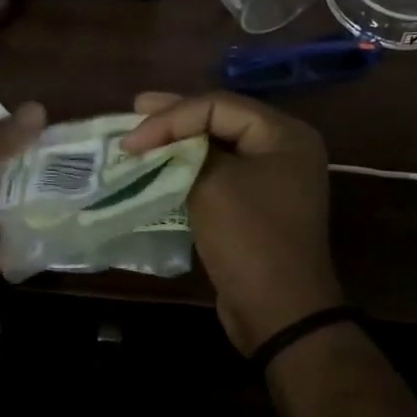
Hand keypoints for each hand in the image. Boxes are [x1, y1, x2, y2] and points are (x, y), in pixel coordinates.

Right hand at [121, 91, 342, 354]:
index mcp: (284, 134)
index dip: (170, 116)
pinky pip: (219, 173)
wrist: (279, 312)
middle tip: (135, 111)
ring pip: (216, 146)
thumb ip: (187, 150)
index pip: (218, 105)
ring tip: (142, 135)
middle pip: (220, 119)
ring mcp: (272, 178)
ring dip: (178, 142)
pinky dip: (188, 167)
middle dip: (174, 118)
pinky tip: (161, 165)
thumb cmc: (249, 238)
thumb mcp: (213, 184)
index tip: (132, 139)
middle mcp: (283, 149)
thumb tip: (163, 139)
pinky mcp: (256, 204)